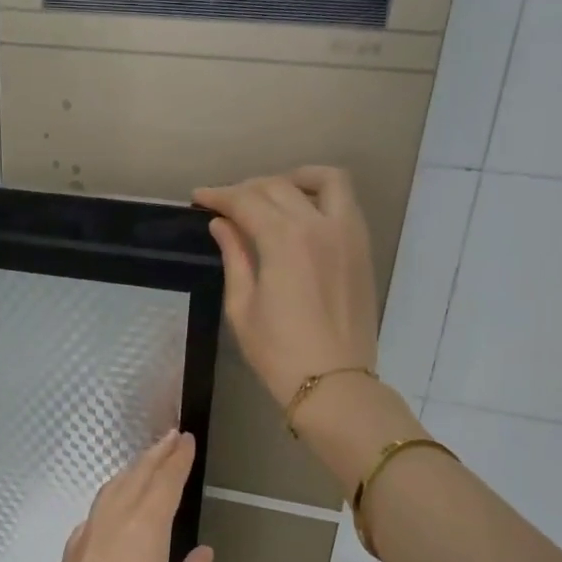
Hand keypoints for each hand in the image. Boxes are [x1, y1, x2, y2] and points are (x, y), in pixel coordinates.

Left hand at [29, 431, 214, 561]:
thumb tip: (203, 551)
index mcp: (145, 527)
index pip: (165, 481)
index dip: (178, 459)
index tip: (186, 439)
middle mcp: (116, 518)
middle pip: (138, 475)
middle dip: (157, 454)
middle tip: (171, 436)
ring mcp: (90, 530)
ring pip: (114, 486)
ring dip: (133, 468)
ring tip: (146, 460)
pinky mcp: (74, 547)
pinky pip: (99, 505)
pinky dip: (114, 491)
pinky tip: (115, 501)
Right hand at [192, 167, 379, 407]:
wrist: (333, 383)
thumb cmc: (278, 352)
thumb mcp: (243, 307)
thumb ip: (234, 258)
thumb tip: (222, 225)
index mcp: (284, 240)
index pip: (246, 201)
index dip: (219, 196)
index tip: (199, 196)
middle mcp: (319, 225)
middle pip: (279, 187)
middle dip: (248, 188)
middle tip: (227, 203)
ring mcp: (347, 234)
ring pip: (325, 181)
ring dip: (294, 179)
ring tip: (272, 194)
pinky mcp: (362, 248)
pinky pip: (346, 202)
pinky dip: (322, 195)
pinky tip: (302, 212)